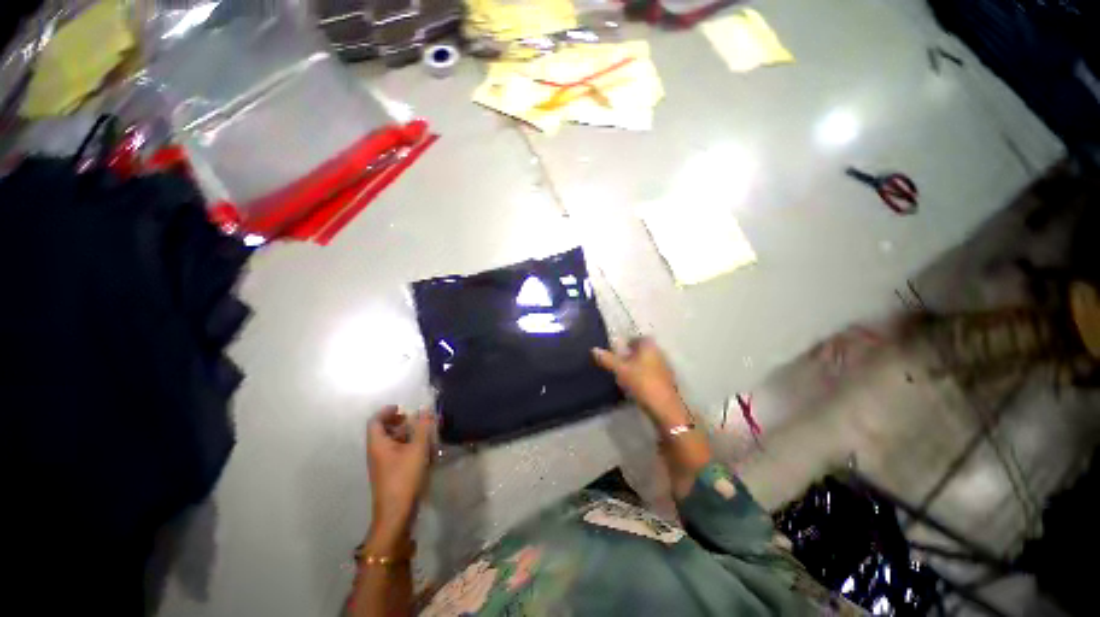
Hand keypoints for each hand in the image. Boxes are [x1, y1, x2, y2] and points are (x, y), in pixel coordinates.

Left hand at [365, 406, 433, 551]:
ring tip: (423, 432)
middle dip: (399, 421)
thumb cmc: (404, 478)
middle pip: (382, 430)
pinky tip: (422, 449)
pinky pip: (396, 452)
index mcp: (378, 444)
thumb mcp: (417, 449)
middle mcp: (376, 452)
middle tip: (416, 419)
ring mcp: (382, 464)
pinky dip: (407, 445)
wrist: (396, 513)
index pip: (375, 421)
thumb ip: (422, 427)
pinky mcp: (390, 473)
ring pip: (390, 441)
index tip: (403, 408)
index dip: (387, 411)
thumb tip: (424, 409)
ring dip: (405, 433)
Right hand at [592, 337, 690, 429]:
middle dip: (632, 355)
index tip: (618, 350)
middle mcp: (659, 353)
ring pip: (648, 362)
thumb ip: (607, 359)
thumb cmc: (642, 382)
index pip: (638, 338)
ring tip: (624, 375)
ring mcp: (665, 367)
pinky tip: (635, 386)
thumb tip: (594, 349)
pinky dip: (643, 376)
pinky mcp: (667, 381)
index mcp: (649, 345)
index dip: (628, 342)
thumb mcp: (620, 370)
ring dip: (637, 366)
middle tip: (618, 362)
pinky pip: (652, 374)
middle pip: (643, 350)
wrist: (664, 407)